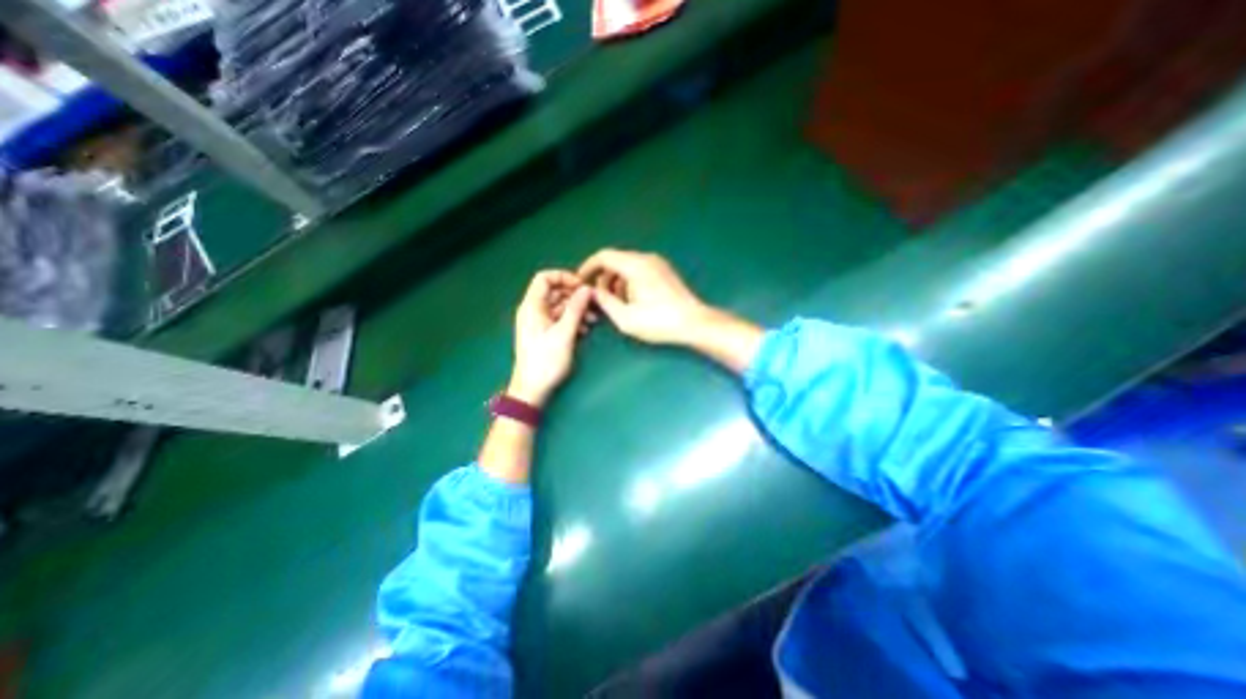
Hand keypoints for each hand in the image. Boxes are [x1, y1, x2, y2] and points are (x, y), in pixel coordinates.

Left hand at [504, 271, 592, 405]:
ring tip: (593, 320)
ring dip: (577, 310)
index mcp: (532, 307)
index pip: (545, 278)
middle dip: (575, 296)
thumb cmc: (546, 361)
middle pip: (555, 292)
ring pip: (559, 306)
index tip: (582, 286)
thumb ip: (576, 309)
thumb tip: (586, 289)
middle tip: (593, 304)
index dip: (564, 277)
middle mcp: (533, 311)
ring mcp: (538, 322)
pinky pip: (559, 319)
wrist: (532, 389)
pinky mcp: (545, 333)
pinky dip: (572, 321)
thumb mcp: (564, 334)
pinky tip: (585, 330)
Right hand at [577, 248, 710, 347]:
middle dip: (603, 278)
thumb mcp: (625, 317)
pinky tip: (631, 301)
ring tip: (615, 303)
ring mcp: (658, 264)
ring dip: (616, 282)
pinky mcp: (665, 272)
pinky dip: (629, 282)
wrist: (694, 323)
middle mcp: (646, 258)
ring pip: (628, 266)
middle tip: (598, 298)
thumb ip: (605, 302)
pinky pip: (639, 270)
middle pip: (615, 261)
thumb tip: (593, 292)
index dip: (588, 267)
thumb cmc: (659, 321)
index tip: (580, 280)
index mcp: (635, 265)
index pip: (604, 256)